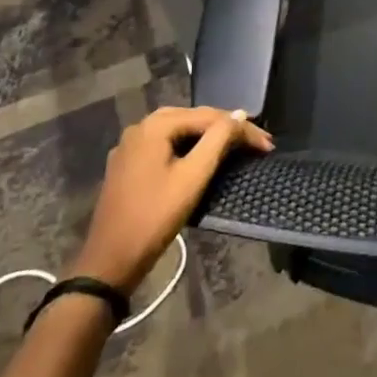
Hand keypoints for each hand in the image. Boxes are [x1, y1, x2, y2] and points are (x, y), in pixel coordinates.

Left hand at [74, 106, 273, 291]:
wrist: (109, 262)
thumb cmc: (154, 217)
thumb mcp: (192, 177)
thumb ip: (218, 140)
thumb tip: (239, 114)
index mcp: (155, 125)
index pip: (208, 116)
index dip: (241, 128)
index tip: (268, 145)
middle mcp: (141, 127)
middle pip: (194, 119)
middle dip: (227, 129)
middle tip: (257, 144)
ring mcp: (131, 146)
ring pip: (180, 132)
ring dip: (209, 138)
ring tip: (237, 147)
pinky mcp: (129, 165)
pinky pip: (166, 146)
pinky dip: (189, 148)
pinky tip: (204, 157)